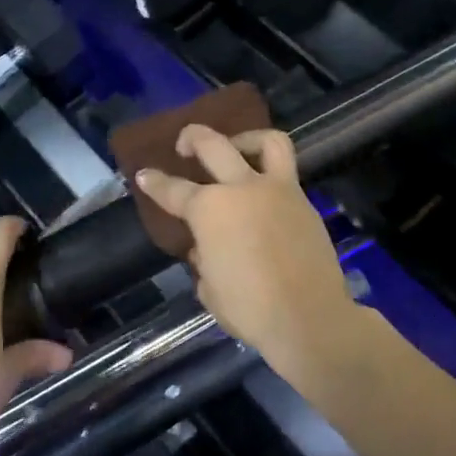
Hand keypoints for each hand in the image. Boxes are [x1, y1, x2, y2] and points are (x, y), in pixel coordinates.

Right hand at [134, 126, 357, 369]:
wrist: (311, 318)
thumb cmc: (251, 309)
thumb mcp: (210, 290)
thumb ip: (203, 261)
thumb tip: (206, 249)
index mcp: (210, 210)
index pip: (173, 190)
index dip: (154, 182)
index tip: (144, 175)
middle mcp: (242, 188)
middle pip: (213, 144)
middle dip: (192, 137)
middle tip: (185, 144)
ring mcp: (278, 191)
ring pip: (267, 142)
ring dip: (246, 138)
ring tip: (237, 148)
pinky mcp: (305, 202)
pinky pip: (286, 173)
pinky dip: (271, 174)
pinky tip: (262, 196)